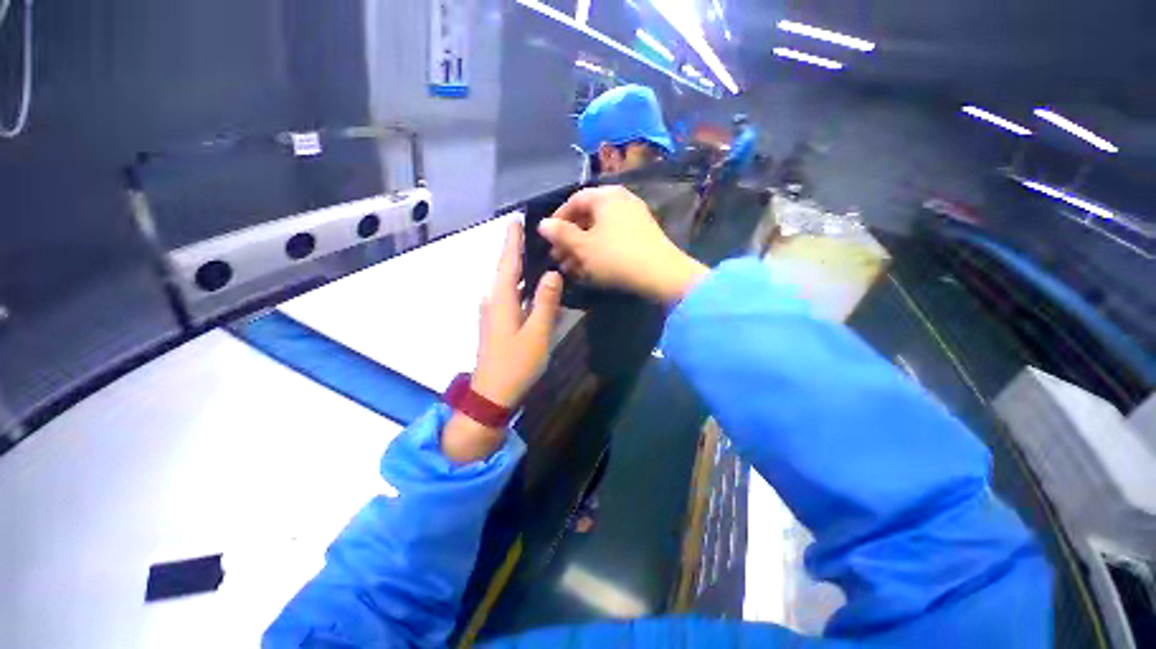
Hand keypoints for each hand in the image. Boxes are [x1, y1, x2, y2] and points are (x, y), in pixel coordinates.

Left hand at [444, 221, 562, 463]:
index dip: (512, 240)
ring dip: (522, 271)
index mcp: (501, 300)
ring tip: (539, 257)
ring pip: (510, 285)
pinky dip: (523, 290)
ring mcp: (493, 314)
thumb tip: (552, 273)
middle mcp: (493, 301)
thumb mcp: (537, 333)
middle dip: (518, 251)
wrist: (492, 395)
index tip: (516, 219)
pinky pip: (512, 299)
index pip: (507, 262)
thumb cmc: (516, 364)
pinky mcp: (497, 324)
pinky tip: (536, 290)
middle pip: (507, 270)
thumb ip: (545, 302)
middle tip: (537, 236)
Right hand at [538, 186, 706, 303]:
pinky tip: (590, 269)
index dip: (558, 218)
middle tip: (558, 258)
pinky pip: (613, 238)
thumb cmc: (616, 256)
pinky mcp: (642, 234)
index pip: (574, 200)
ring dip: (582, 248)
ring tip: (570, 268)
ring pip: (600, 230)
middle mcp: (621, 200)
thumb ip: (561, 234)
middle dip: (569, 238)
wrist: (661, 274)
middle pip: (587, 216)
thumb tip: (542, 223)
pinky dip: (599, 250)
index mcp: (606, 196)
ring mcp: (634, 217)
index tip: (548, 238)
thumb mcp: (583, 247)